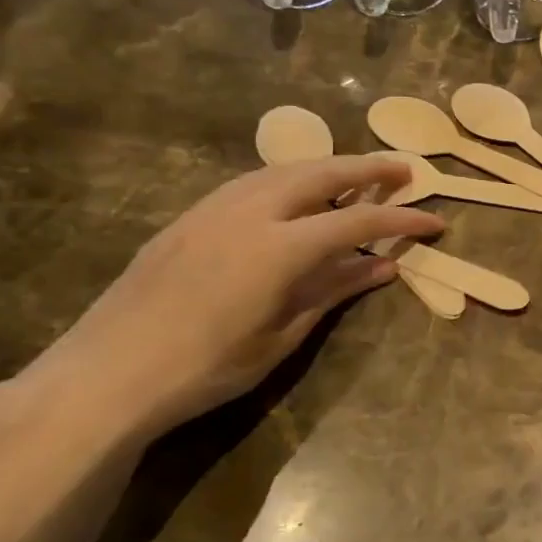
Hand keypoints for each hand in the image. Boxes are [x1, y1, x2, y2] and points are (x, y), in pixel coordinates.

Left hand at [21, 157, 442, 444]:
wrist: (107, 374)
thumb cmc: (206, 367)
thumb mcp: (282, 335)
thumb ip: (334, 290)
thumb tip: (382, 267)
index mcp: (279, 247)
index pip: (357, 222)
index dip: (401, 220)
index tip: (435, 221)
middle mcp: (249, 212)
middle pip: (321, 173)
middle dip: (368, 167)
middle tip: (404, 169)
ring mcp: (213, 208)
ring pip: (283, 169)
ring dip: (327, 167)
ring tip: (355, 176)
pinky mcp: (189, 217)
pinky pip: (252, 182)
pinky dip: (288, 178)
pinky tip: (295, 196)